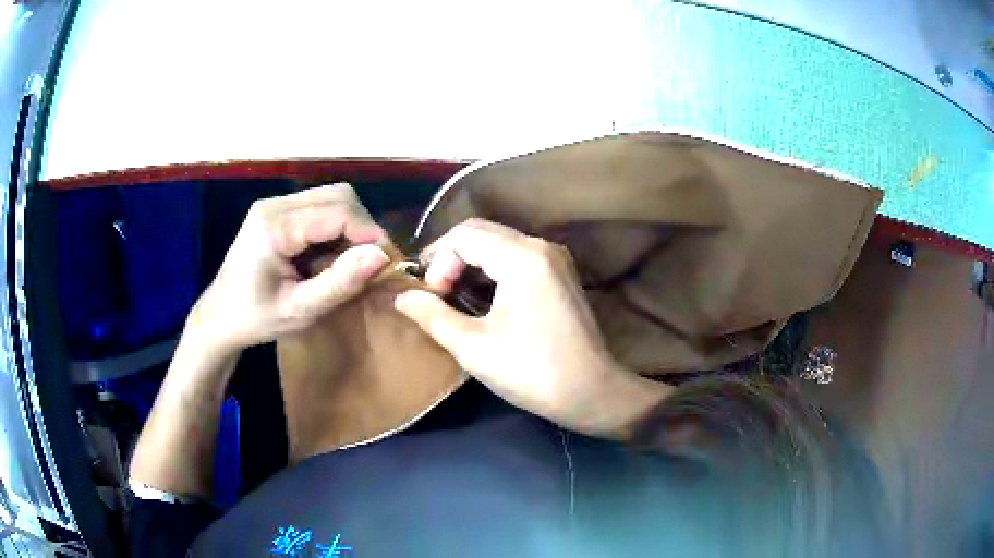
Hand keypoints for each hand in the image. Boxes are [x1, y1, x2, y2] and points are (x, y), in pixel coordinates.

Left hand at [189, 183, 389, 353]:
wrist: (219, 316)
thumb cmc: (255, 319)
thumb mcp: (299, 310)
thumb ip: (338, 283)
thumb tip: (381, 256)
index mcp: (274, 227)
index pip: (338, 212)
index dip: (370, 233)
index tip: (389, 263)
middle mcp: (275, 204)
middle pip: (338, 196)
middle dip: (363, 227)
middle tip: (372, 264)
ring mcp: (275, 204)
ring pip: (332, 198)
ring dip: (351, 227)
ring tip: (351, 262)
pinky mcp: (277, 211)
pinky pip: (320, 208)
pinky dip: (336, 229)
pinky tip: (330, 256)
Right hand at [394, 219, 668, 438]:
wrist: (592, 392)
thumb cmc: (532, 372)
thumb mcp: (473, 346)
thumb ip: (432, 315)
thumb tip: (402, 297)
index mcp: (522, 257)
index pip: (464, 235)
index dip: (438, 261)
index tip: (432, 297)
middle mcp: (540, 246)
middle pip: (481, 232)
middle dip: (450, 258)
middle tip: (433, 293)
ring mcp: (554, 258)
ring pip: (498, 243)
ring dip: (469, 263)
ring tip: (451, 296)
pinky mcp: (559, 273)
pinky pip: (516, 256)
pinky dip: (491, 269)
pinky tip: (480, 298)